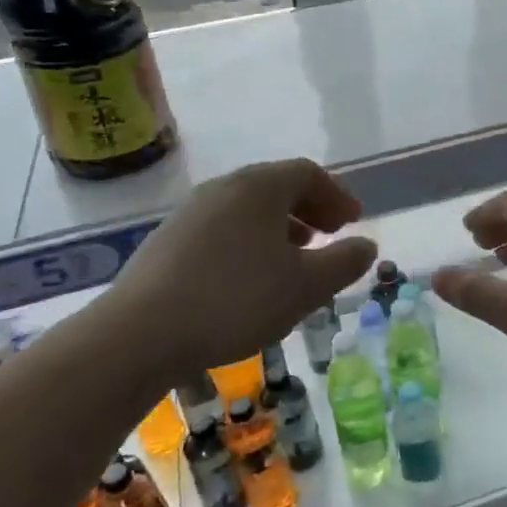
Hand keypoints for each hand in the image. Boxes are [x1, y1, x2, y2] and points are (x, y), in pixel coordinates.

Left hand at [96, 159, 376, 387]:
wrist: (140, 333)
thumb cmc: (236, 300)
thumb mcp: (305, 286)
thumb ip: (344, 262)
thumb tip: (366, 246)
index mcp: (259, 187)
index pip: (307, 173)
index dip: (337, 195)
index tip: (353, 222)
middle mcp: (223, 188)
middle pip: (276, 186)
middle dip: (309, 210)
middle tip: (330, 237)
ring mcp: (190, 212)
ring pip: (247, 209)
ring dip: (279, 227)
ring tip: (294, 258)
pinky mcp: (168, 241)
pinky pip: (223, 228)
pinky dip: (249, 242)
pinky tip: (250, 278)